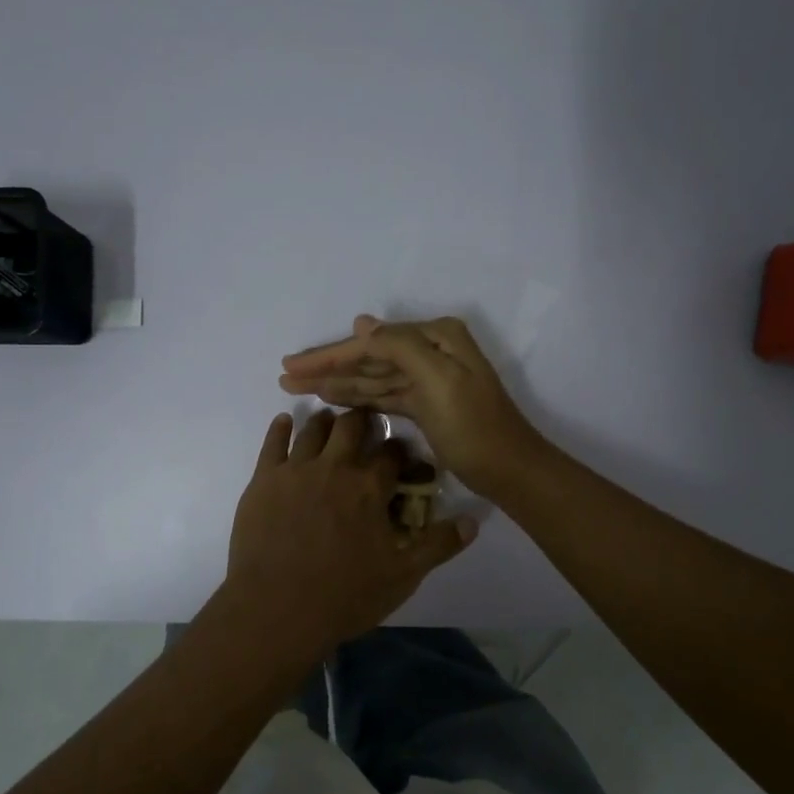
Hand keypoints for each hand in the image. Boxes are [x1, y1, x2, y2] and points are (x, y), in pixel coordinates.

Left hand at [225, 407, 476, 651]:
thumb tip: (474, 522)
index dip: (400, 450)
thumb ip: (438, 545)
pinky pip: (272, 443)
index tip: (403, 455)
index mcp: (369, 487)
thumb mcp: (402, 575)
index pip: (392, 453)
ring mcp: (295, 470)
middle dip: (363, 421)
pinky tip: (284, 421)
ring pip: (313, 429)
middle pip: (351, 427)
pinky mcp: (263, 480)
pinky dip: (280, 428)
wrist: (277, 609)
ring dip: (325, 421)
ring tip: (330, 421)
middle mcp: (334, 467)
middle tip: (365, 425)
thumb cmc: (344, 595)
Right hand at [279, 316, 545, 496]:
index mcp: (436, 338)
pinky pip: (383, 394)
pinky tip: (331, 398)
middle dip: (327, 366)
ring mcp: (427, 378)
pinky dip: (357, 397)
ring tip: (297, 387)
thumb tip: (362, 322)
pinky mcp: (424, 404)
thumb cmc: (473, 426)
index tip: (291, 364)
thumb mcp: (438, 380)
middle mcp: (430, 351)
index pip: (371, 342)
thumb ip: (400, 347)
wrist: (509, 470)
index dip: (330, 353)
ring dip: (336, 381)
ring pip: (372, 377)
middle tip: (285, 375)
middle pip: (369, 357)